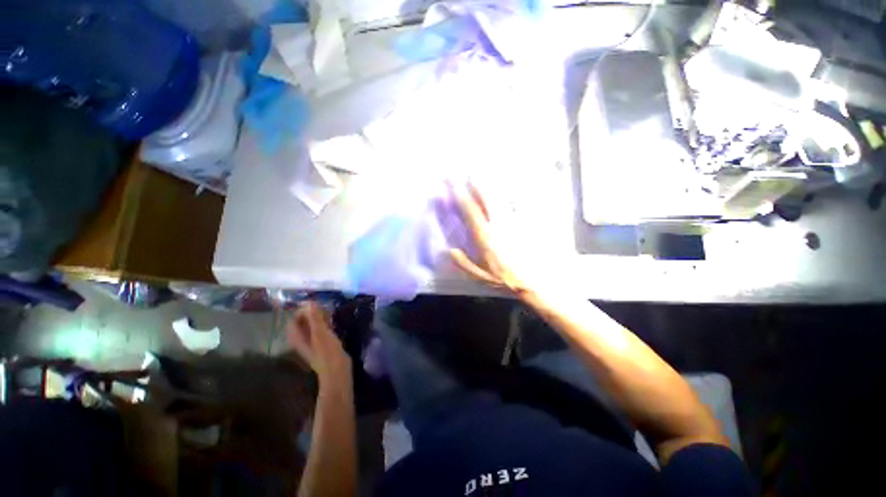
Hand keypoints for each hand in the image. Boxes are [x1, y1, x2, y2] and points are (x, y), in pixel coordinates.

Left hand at [288, 301, 350, 383]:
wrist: (337, 371)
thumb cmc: (327, 352)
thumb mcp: (320, 333)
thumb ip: (314, 318)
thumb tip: (308, 302)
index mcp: (297, 337)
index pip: (294, 318)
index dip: (304, 310)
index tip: (317, 305)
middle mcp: (301, 339)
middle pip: (303, 321)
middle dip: (312, 312)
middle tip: (325, 307)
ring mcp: (311, 342)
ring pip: (312, 325)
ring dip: (319, 317)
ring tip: (330, 312)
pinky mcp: (321, 344)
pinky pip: (319, 329)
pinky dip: (324, 323)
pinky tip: (333, 321)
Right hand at [449, 183, 530, 295]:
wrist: (536, 279)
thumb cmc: (507, 278)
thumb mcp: (482, 276)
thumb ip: (464, 264)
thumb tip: (451, 250)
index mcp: (485, 237)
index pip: (471, 212)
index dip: (461, 196)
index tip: (452, 184)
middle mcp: (498, 225)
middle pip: (486, 200)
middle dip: (476, 185)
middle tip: (468, 173)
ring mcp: (512, 222)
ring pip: (500, 200)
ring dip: (490, 188)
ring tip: (483, 177)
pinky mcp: (523, 223)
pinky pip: (516, 205)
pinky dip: (509, 196)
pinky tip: (507, 191)